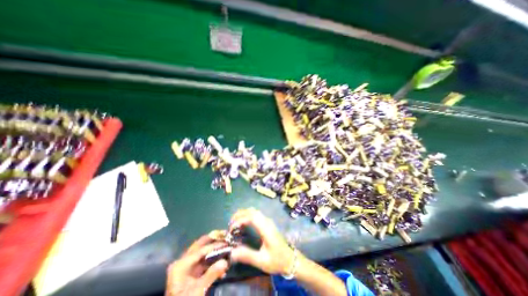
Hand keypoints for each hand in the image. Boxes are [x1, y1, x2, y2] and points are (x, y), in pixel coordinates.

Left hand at [166, 235, 229, 294]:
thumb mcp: (197, 291)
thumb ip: (211, 275)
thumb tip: (225, 261)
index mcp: (182, 264)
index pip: (201, 250)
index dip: (215, 245)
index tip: (227, 242)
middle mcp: (183, 261)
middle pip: (200, 245)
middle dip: (213, 239)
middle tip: (225, 235)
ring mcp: (186, 267)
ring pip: (201, 251)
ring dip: (213, 247)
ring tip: (224, 242)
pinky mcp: (190, 273)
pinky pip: (203, 260)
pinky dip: (212, 258)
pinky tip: (221, 259)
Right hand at [230, 208, 295, 274]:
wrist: (290, 259)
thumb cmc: (277, 260)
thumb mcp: (262, 261)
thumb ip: (247, 255)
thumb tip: (231, 252)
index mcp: (266, 229)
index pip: (252, 217)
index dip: (240, 220)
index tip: (231, 228)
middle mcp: (267, 221)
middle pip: (252, 211)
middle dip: (240, 214)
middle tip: (230, 224)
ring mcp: (268, 221)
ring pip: (254, 211)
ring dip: (243, 214)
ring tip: (234, 223)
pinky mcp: (267, 223)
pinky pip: (256, 214)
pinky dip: (247, 215)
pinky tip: (243, 224)